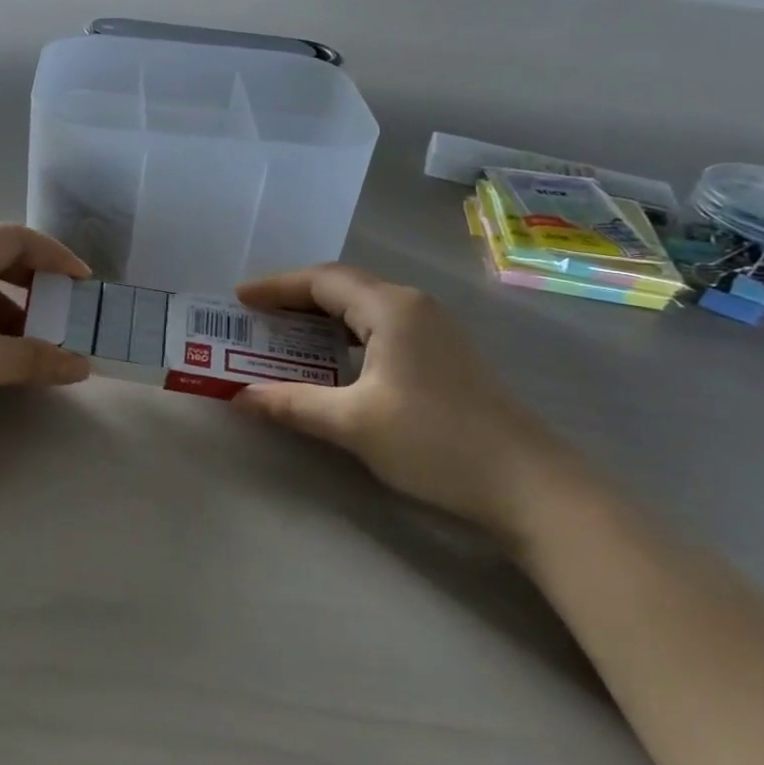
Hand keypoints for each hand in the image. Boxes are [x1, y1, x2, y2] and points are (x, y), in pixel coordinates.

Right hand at [234, 264, 578, 546]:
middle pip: (342, 287)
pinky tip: (330, 360)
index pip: (322, 281)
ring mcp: (433, 329)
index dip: (276, 287)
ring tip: (282, 336)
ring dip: (320, 318)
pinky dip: (344, 336)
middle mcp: (412, 306)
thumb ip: (293, 404)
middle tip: (254, 317)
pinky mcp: (442, 355)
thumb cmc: (434, 441)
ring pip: (363, 309)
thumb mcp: (353, 423)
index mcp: (391, 308)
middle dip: (294, 299)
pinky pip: (380, 329)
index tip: (238, 298)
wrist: (526, 484)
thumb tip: (239, 398)